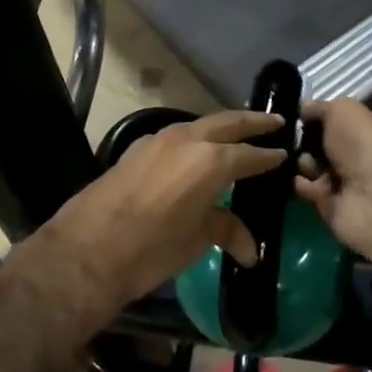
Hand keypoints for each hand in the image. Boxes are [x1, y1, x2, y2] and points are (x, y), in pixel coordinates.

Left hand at [22, 111, 286, 320]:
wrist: (87, 250)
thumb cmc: (152, 248)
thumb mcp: (197, 239)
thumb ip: (226, 230)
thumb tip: (250, 249)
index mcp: (211, 160)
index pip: (250, 154)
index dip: (269, 156)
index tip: (285, 153)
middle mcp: (187, 140)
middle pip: (227, 122)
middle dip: (252, 122)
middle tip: (275, 121)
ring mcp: (157, 141)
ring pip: (198, 126)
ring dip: (220, 127)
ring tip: (236, 134)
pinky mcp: (135, 150)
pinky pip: (174, 137)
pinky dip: (193, 140)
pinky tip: (194, 154)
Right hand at [293, 98, 371, 256]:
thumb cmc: (362, 145)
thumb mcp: (342, 110)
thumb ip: (320, 107)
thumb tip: (303, 108)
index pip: (343, 119)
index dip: (322, 116)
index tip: (299, 115)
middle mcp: (362, 154)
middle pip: (325, 144)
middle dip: (307, 141)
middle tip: (294, 139)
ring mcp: (349, 182)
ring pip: (315, 167)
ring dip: (304, 163)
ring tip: (305, 163)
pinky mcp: (334, 205)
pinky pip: (311, 191)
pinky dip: (303, 185)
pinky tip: (302, 181)